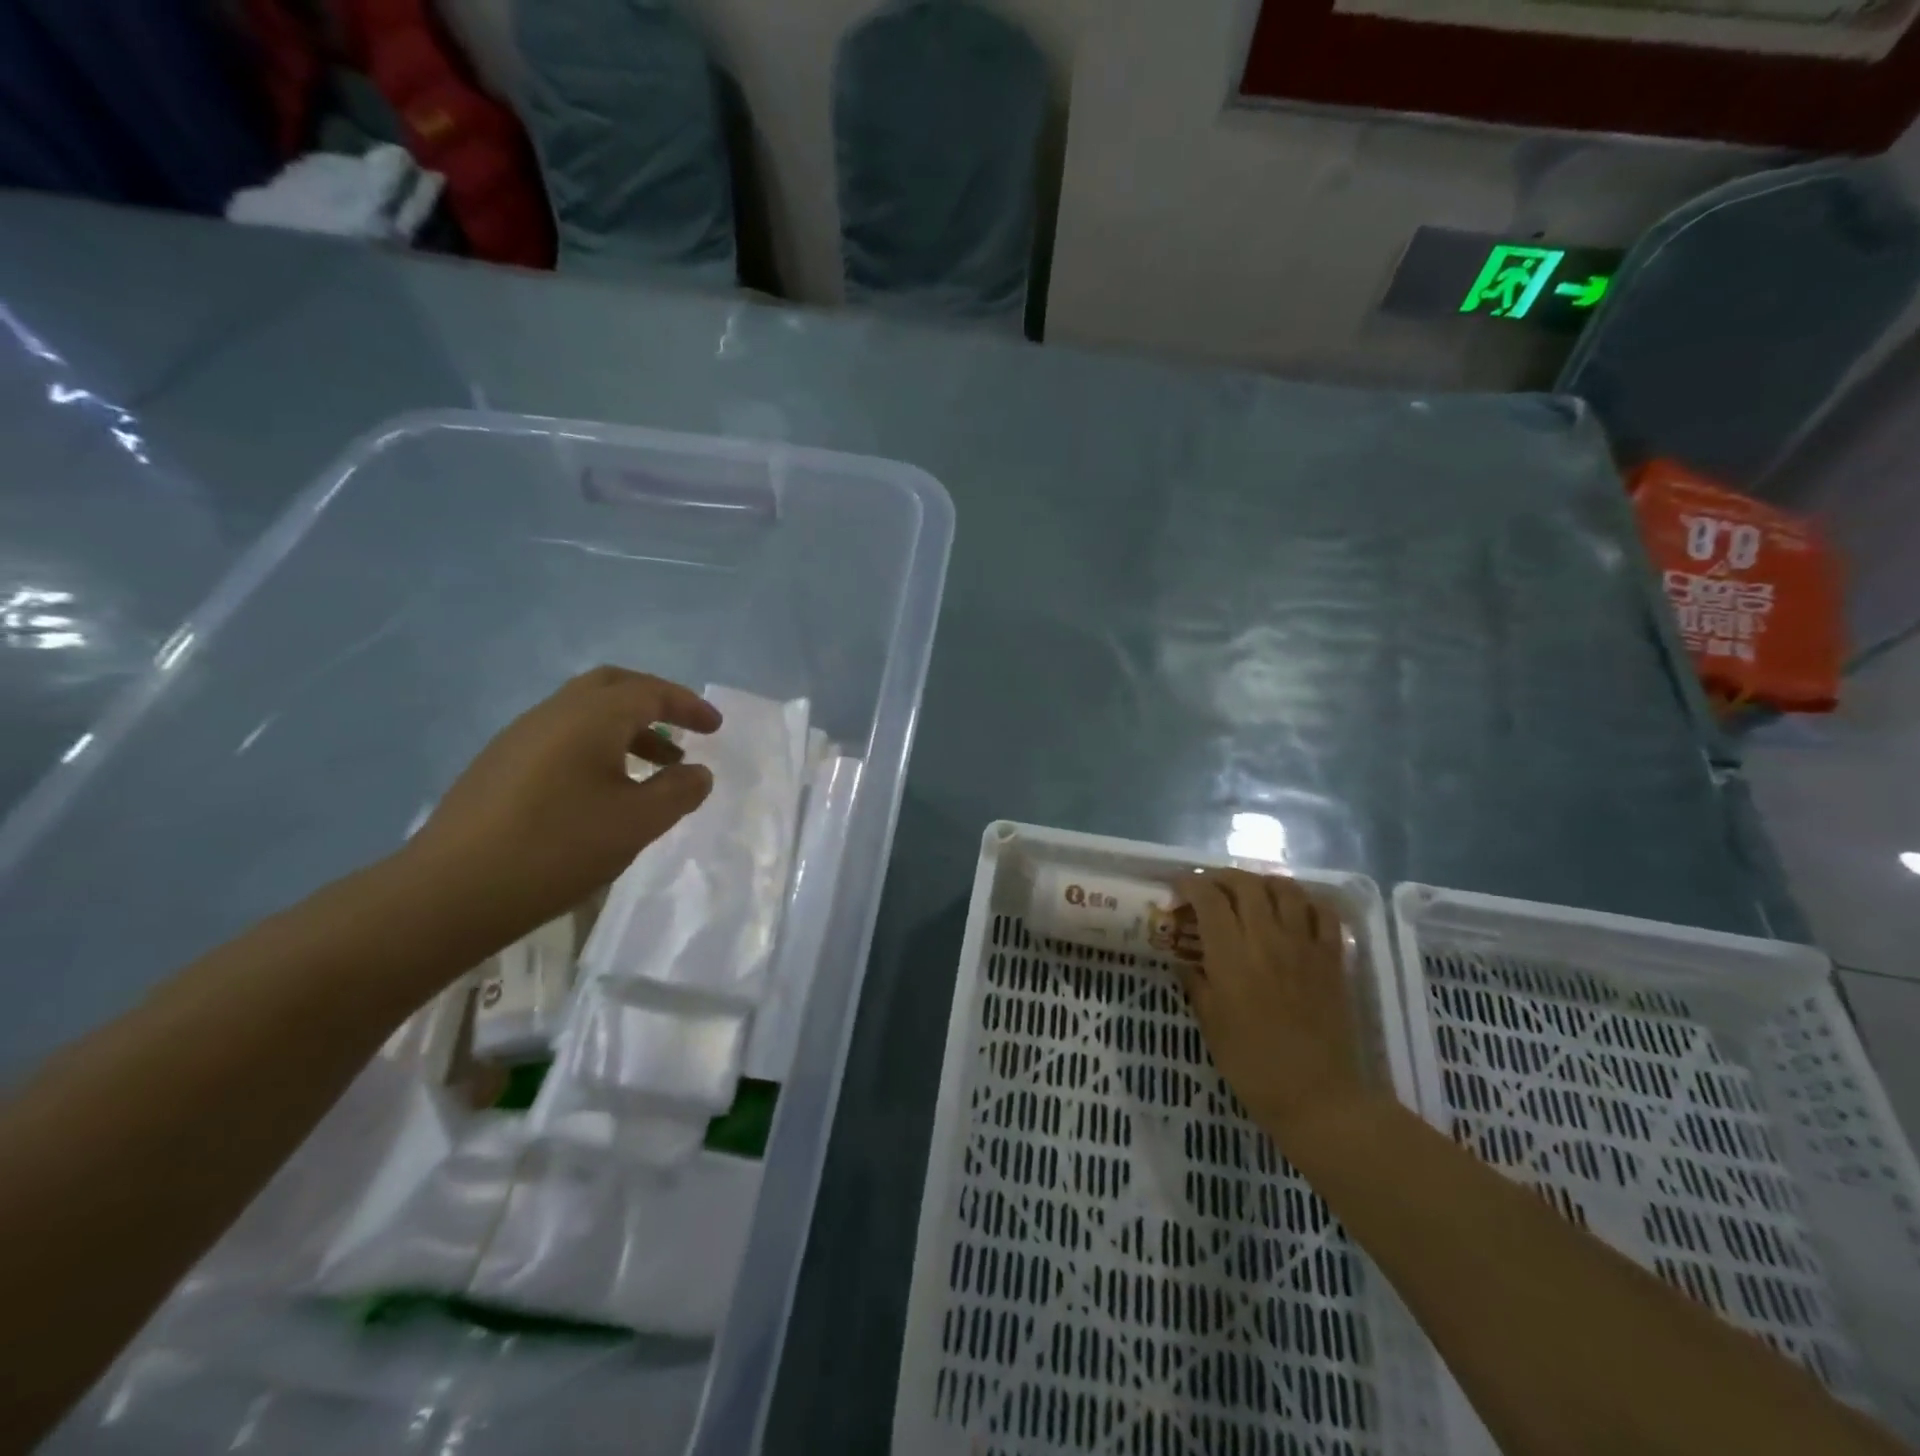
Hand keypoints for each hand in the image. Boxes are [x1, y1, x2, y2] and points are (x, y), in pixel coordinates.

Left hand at [402, 667, 720, 946]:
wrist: (449, 891)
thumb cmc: (557, 848)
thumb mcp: (637, 822)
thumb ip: (678, 791)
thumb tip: (698, 772)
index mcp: (590, 717)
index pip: (650, 692)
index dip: (688, 705)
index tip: (716, 727)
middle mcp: (553, 713)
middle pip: (612, 686)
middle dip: (654, 702)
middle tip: (685, 729)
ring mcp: (519, 737)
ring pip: (584, 713)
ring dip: (626, 729)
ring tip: (655, 768)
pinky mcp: (499, 766)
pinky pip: (562, 738)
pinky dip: (597, 747)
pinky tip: (604, 790)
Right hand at [1178, 870, 1372, 1144]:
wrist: (1317, 1097)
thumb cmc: (1252, 1065)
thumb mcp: (1210, 1024)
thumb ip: (1196, 983)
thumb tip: (1184, 960)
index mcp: (1232, 956)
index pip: (1209, 899)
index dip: (1190, 884)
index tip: (1177, 886)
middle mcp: (1268, 940)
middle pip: (1246, 885)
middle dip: (1222, 877)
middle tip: (1209, 888)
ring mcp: (1304, 946)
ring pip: (1286, 890)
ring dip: (1262, 882)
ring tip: (1250, 892)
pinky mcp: (1332, 960)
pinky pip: (1324, 914)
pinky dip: (1306, 902)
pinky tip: (1294, 910)